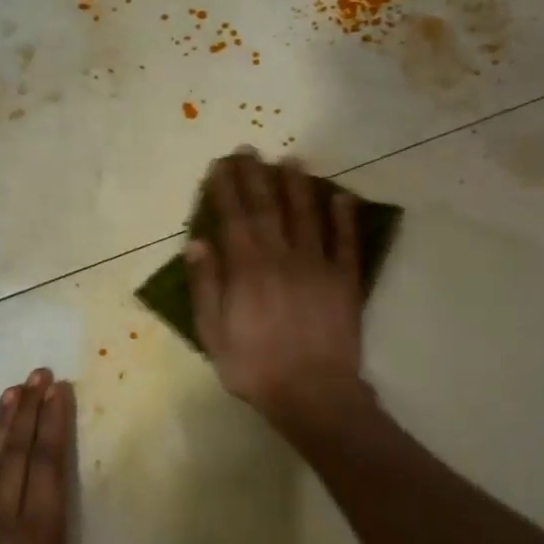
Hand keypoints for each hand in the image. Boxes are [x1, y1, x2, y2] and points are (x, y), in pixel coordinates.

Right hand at [185, 150, 372, 436]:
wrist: (312, 393)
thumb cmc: (255, 368)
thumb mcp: (214, 334)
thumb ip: (206, 286)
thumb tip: (196, 243)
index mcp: (247, 269)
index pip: (234, 218)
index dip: (226, 189)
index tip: (220, 165)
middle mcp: (282, 257)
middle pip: (267, 208)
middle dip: (255, 176)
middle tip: (249, 150)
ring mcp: (318, 266)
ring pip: (306, 215)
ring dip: (297, 186)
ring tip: (290, 161)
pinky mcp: (346, 280)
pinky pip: (346, 242)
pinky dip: (344, 218)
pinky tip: (340, 197)